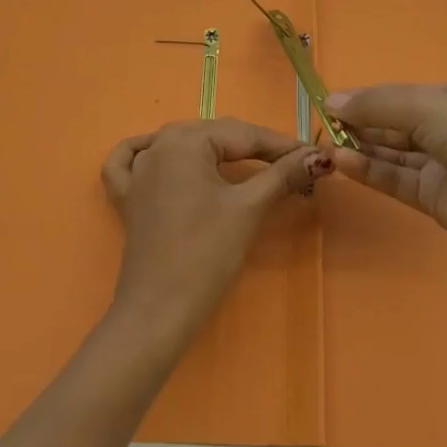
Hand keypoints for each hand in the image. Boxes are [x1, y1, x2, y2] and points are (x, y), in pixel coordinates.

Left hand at [101, 120, 328, 345]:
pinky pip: (132, 161)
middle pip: (215, 136)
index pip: (244, 135)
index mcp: (184, 140)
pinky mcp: (126, 197)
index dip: (282, 145)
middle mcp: (158, 145)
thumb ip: (283, 175)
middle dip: (254, 148)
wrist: (159, 310)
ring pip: (181, 144)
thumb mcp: (248, 208)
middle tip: (291, 164)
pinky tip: (163, 154)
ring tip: (246, 161)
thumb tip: (320, 156)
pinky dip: (150, 153)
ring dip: (214, 149)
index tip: (313, 155)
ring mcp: (137, 171)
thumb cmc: (206, 254)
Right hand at [325, 82, 446, 259]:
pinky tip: (342, 161)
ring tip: (327, 143)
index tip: (333, 102)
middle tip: (324, 124)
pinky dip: (370, 170)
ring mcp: (444, 166)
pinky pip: (397, 179)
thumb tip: (331, 101)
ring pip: (395, 153)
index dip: (370, 98)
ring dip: (362, 147)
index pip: (405, 95)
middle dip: (363, 122)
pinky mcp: (436, 199)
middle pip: (397, 124)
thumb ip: (377, 104)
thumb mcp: (427, 106)